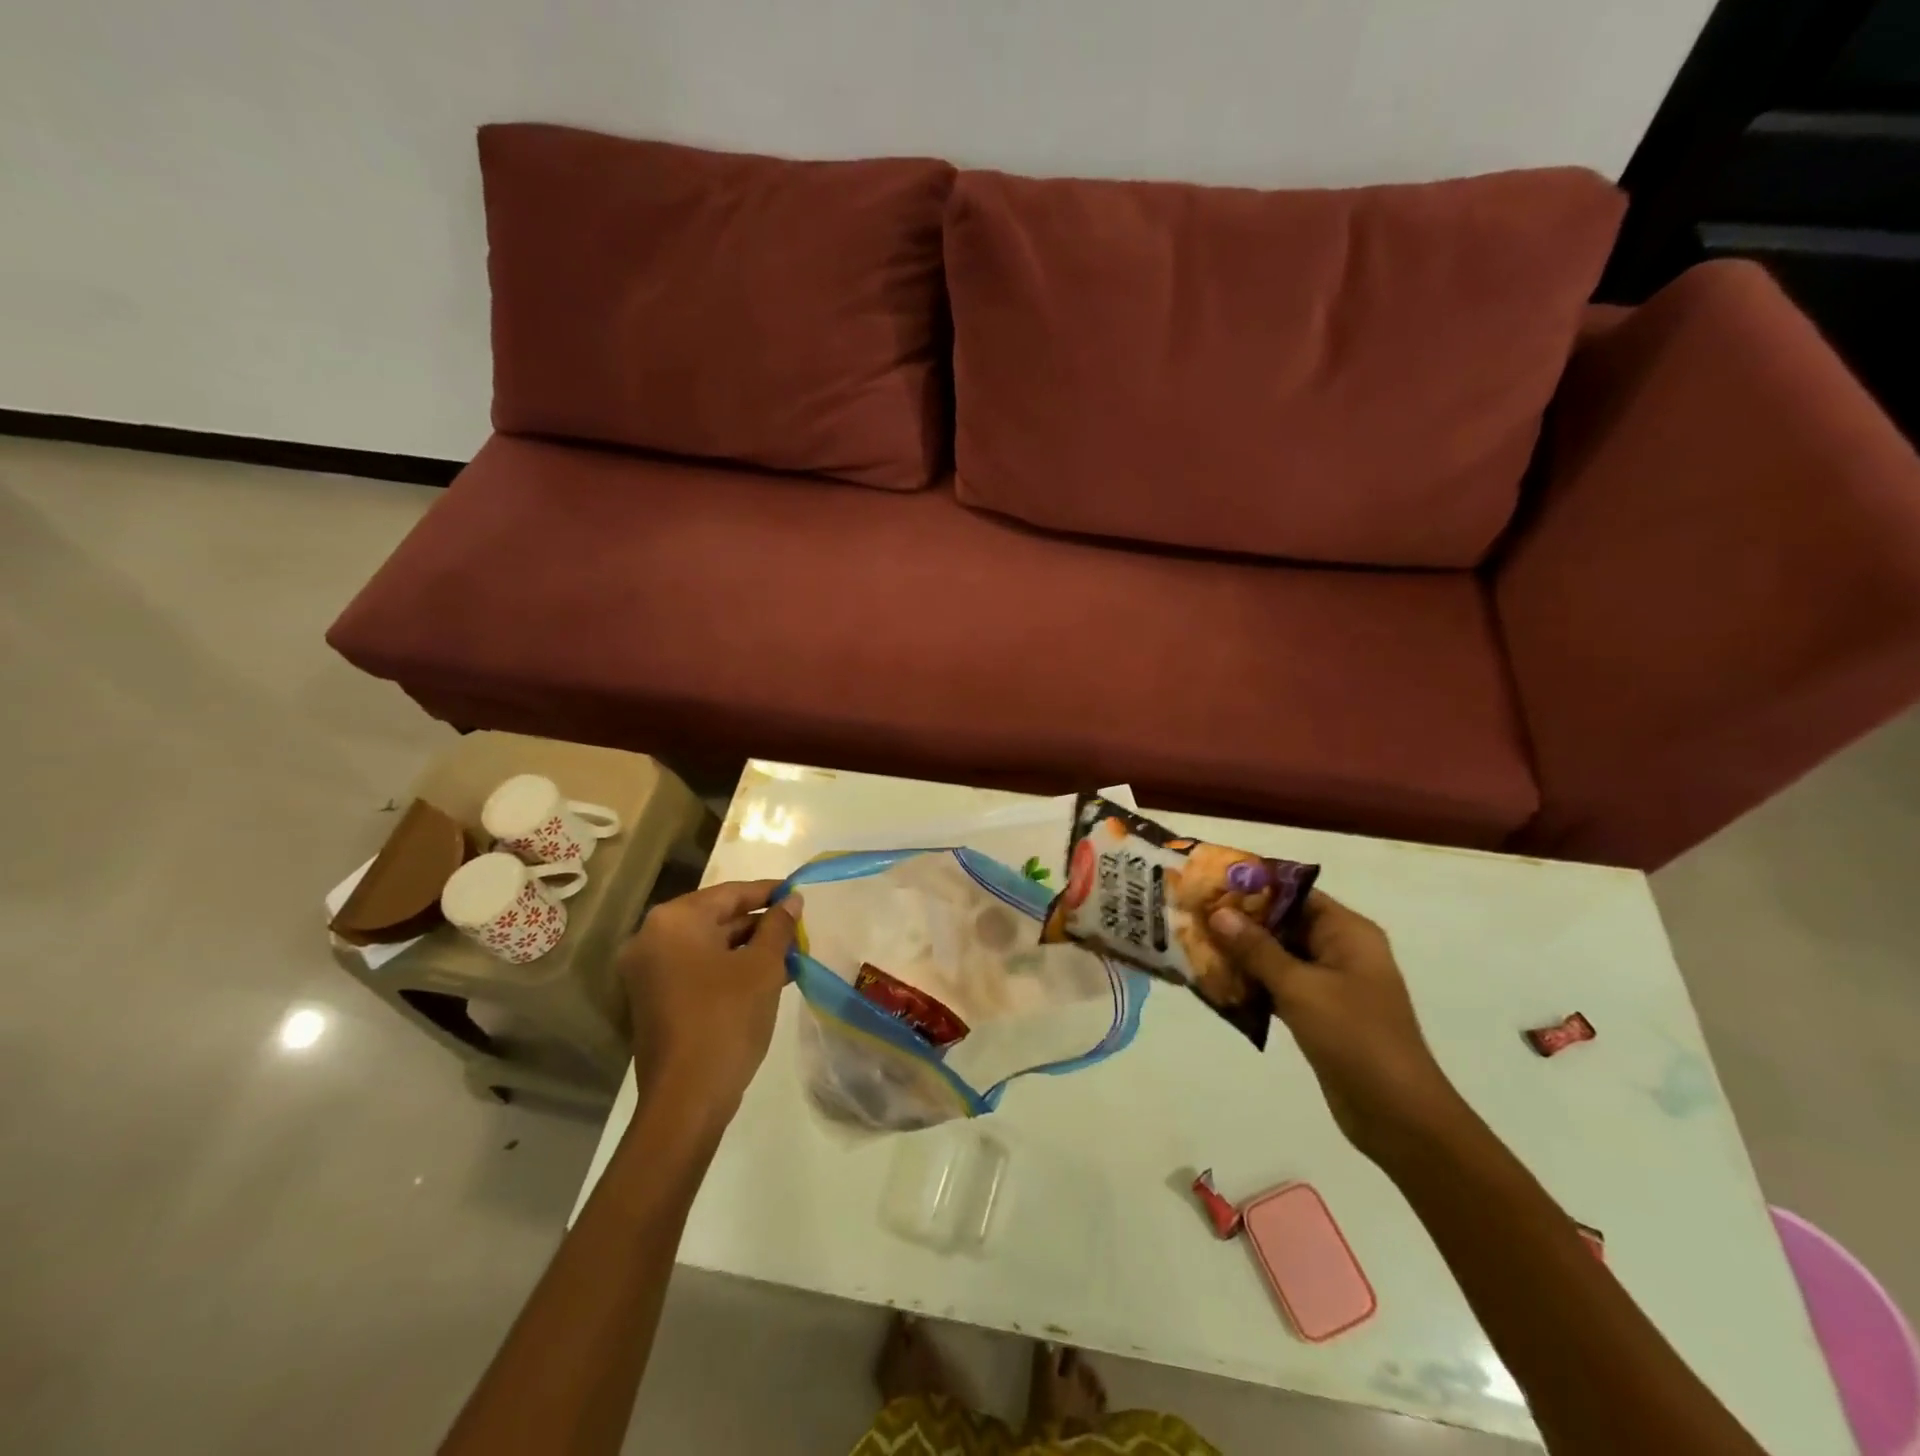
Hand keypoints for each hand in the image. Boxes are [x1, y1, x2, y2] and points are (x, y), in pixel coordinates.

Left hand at [617, 880, 801, 1125]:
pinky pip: (697, 969)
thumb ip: (778, 927)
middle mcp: (652, 938)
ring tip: (791, 955)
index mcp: (674, 921)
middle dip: (759, 923)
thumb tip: (791, 900)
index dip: (768, 892)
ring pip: (708, 946)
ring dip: (748, 948)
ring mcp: (648, 972)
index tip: (798, 893)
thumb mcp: (762, 967)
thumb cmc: (726, 1019)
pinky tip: (767, 977)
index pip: (730, 893)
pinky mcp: (654, 1000)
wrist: (686, 1099)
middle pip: (716, 918)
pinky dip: (729, 968)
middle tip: (798, 929)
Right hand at [1209, 890, 1465, 1160]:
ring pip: (1277, 955)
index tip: (1209, 884)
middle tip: (1193, 915)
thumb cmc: (1355, 1037)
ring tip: (1194, 944)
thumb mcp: (1301, 988)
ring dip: (1241, 953)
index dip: (1253, 886)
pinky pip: (1278, 985)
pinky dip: (1251, 983)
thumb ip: (1257, 949)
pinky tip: (1214, 983)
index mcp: (1347, 932)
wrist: (1399, 1116)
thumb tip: (1218, 912)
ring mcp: (1330, 983)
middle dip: (1240, 921)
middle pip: (1283, 922)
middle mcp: (1340, 949)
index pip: (1295, 892)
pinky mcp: (1319, 1012)